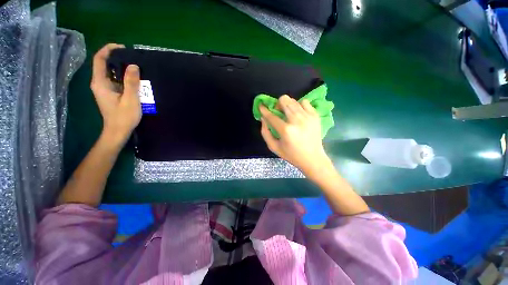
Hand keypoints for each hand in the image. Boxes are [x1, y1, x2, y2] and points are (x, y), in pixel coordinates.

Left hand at [90, 43, 140, 147]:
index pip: (100, 59)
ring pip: (110, 72)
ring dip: (121, 68)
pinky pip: (115, 80)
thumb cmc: (123, 117)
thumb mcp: (130, 99)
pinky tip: (134, 79)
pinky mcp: (109, 94)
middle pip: (104, 64)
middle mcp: (99, 83)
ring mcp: (104, 89)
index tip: (124, 48)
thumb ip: (131, 82)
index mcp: (100, 82)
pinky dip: (123, 77)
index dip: (109, 49)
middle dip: (117, 58)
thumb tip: (133, 65)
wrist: (118, 132)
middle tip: (134, 59)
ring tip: (136, 68)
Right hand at [259, 95, 332, 176]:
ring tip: (288, 114)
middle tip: (278, 112)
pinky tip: (298, 114)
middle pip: (284, 100)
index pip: (271, 116)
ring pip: (293, 100)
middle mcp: (297, 120)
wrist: (313, 158)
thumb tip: (263, 118)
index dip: (264, 110)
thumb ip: (265, 132)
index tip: (261, 106)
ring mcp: (307, 116)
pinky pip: (304, 102)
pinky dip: (298, 105)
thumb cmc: (291, 155)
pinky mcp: (315, 115)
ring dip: (287, 105)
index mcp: (286, 130)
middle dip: (277, 104)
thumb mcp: (274, 147)